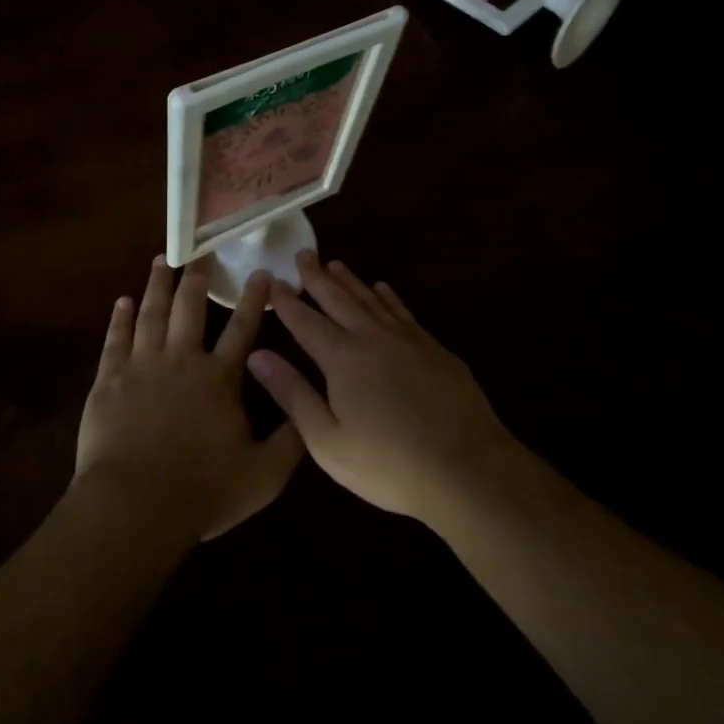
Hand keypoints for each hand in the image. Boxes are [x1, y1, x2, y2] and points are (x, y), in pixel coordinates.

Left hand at [74, 256, 304, 541]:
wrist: (135, 506)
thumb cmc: (203, 491)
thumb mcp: (264, 474)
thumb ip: (291, 439)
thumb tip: (310, 410)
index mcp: (219, 378)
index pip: (242, 328)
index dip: (253, 299)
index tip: (260, 272)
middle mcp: (182, 360)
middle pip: (190, 307)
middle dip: (198, 277)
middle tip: (201, 251)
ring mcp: (142, 366)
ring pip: (151, 313)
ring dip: (158, 285)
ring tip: (162, 260)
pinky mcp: (109, 380)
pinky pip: (115, 339)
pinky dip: (120, 318)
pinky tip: (123, 301)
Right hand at [245, 251, 518, 522]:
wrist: (466, 469)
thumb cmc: (388, 465)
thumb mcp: (327, 441)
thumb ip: (292, 394)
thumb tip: (257, 355)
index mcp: (342, 359)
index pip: (306, 321)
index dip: (286, 301)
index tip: (272, 280)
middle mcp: (372, 338)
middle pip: (339, 300)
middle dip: (317, 278)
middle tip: (303, 255)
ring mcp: (408, 340)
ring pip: (371, 300)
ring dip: (350, 281)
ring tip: (335, 264)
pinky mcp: (435, 349)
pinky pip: (403, 311)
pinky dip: (388, 297)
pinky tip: (382, 289)